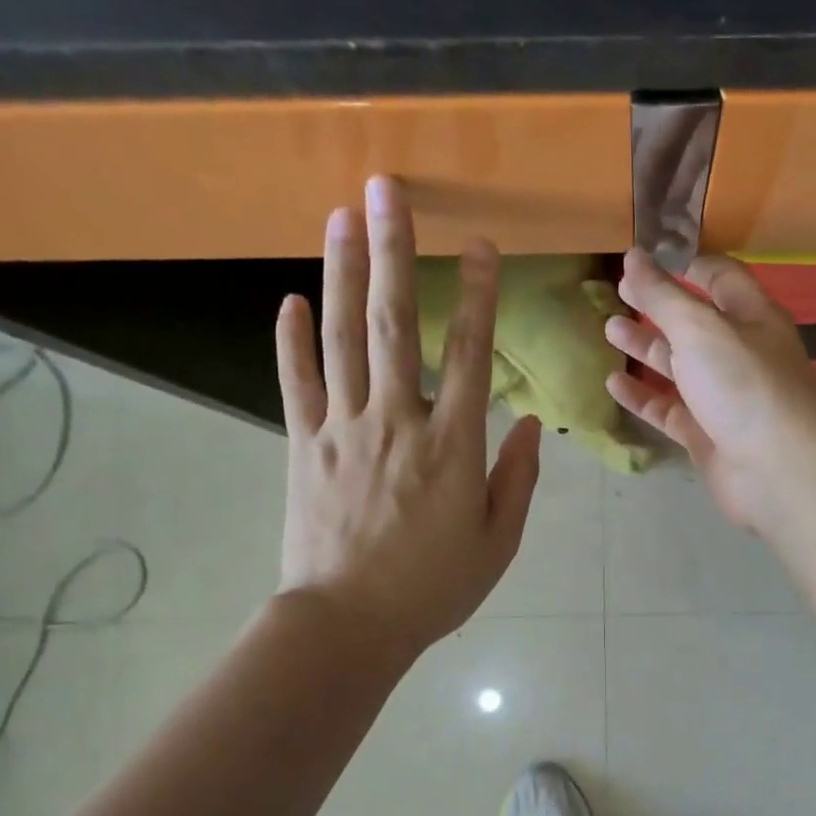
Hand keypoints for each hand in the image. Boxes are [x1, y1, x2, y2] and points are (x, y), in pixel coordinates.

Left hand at [275, 176, 539, 657]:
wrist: (347, 625)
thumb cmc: (433, 589)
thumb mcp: (497, 543)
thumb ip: (516, 480)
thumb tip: (526, 425)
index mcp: (453, 447)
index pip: (472, 355)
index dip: (479, 296)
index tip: (480, 245)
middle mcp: (397, 421)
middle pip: (395, 324)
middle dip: (394, 251)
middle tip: (386, 190)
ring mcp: (343, 430)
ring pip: (342, 338)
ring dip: (342, 273)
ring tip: (340, 217)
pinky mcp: (303, 447)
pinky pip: (295, 383)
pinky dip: (292, 340)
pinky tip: (290, 299)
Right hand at [606, 250, 815, 529]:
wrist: (775, 470)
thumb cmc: (743, 385)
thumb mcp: (700, 329)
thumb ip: (663, 295)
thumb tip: (634, 256)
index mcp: (750, 316)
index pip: (718, 276)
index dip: (683, 262)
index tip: (644, 255)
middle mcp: (738, 352)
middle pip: (693, 322)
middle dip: (657, 305)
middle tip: (617, 291)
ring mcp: (721, 396)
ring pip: (678, 366)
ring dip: (645, 347)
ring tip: (608, 329)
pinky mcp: (705, 433)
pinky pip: (668, 408)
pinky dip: (642, 395)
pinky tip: (612, 382)